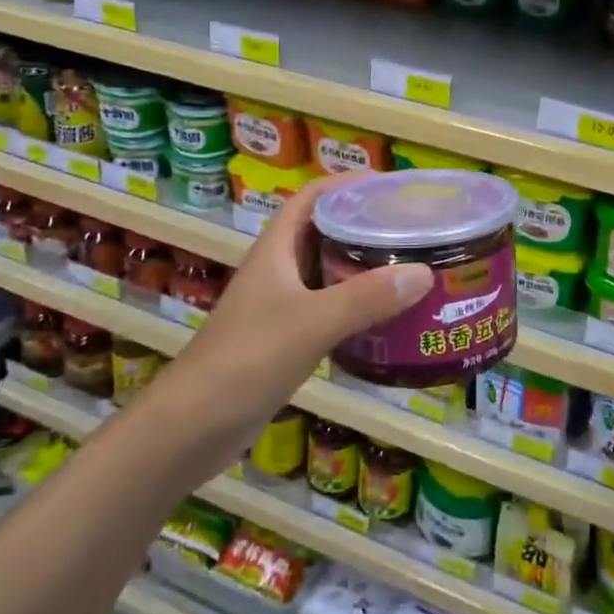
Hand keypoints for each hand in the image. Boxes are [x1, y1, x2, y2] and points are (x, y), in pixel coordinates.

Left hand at [168, 173, 429, 440]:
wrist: (190, 428)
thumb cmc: (245, 360)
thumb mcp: (310, 323)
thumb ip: (365, 297)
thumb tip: (424, 272)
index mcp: (276, 249)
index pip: (311, 197)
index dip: (346, 184)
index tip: (389, 185)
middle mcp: (277, 270)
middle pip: (323, 232)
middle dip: (363, 224)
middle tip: (409, 228)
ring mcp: (279, 307)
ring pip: (326, 272)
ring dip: (361, 267)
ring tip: (407, 266)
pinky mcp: (283, 341)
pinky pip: (327, 309)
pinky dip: (354, 306)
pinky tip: (384, 317)